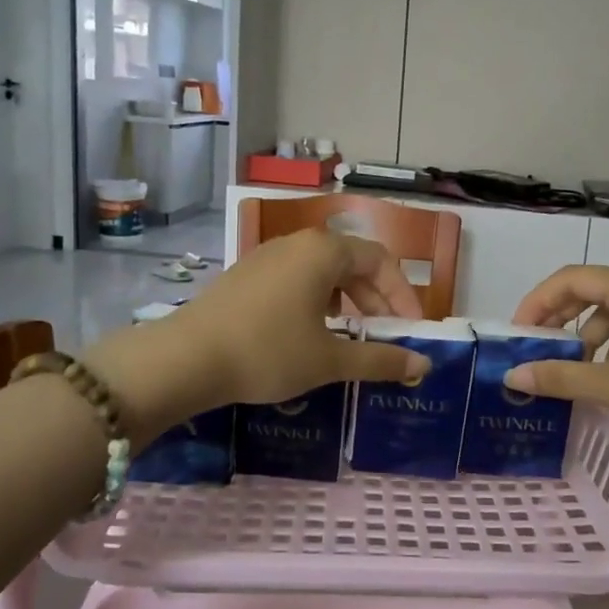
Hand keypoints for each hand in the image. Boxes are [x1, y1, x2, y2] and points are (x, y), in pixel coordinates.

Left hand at [88, 231, 430, 444]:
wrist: (185, 358)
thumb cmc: (268, 352)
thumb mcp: (329, 360)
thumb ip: (381, 359)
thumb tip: (423, 365)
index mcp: (324, 251)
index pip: (381, 262)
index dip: (403, 297)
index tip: (411, 332)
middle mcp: (297, 243)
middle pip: (353, 264)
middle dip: (376, 302)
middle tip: (386, 339)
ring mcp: (267, 256)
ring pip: (323, 273)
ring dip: (347, 303)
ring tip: (351, 339)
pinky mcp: (246, 275)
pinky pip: (296, 280)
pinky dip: (317, 303)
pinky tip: (310, 335)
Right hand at [507, 265, 608, 457]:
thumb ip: (562, 377)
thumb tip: (513, 375)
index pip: (570, 278)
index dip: (536, 302)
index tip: (516, 334)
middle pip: (588, 293)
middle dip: (556, 320)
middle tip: (533, 352)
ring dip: (582, 340)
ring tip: (567, 375)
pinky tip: (604, 381)